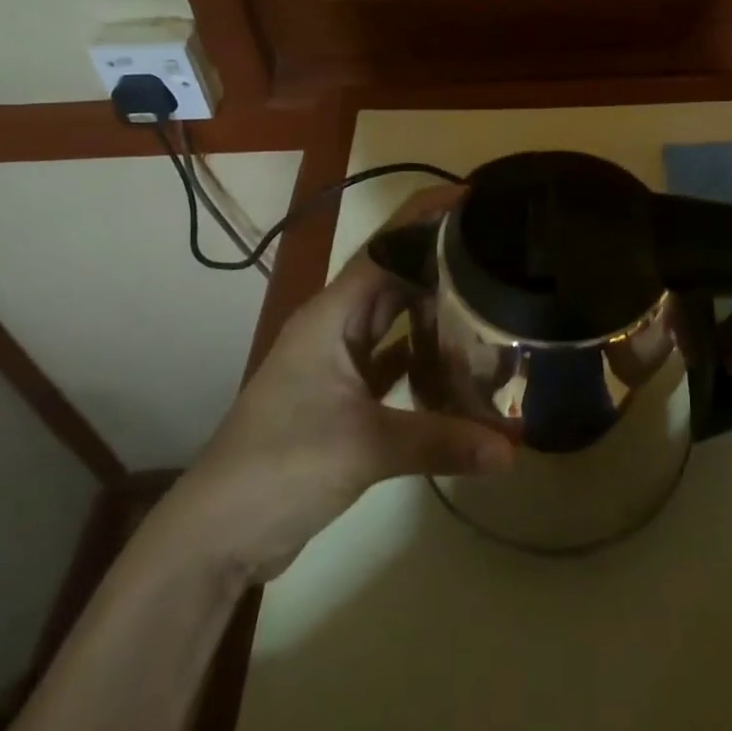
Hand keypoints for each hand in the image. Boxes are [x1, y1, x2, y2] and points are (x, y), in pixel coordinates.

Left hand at [162, 187, 513, 583]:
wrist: (218, 534)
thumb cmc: (282, 466)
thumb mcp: (365, 446)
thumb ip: (441, 441)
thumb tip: (513, 451)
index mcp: (332, 315)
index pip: (386, 247)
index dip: (426, 217)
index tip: (475, 196)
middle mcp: (336, 327)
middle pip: (395, 276)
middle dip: (441, 256)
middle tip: (499, 244)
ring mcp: (339, 363)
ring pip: (395, 319)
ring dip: (435, 307)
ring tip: (491, 291)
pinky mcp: (345, 398)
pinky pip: (393, 361)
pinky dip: (424, 358)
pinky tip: (462, 361)